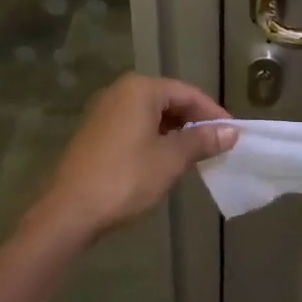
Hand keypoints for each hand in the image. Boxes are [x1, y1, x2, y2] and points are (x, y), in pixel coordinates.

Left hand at [23, 74, 235, 250]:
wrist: (68, 212)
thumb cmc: (125, 178)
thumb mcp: (170, 160)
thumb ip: (202, 141)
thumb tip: (231, 131)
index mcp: (140, 89)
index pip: (187, 93)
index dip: (213, 113)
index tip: (232, 134)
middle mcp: (120, 92)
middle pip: (168, 99)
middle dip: (194, 121)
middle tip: (216, 144)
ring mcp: (104, 111)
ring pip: (150, 114)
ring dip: (175, 131)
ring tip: (195, 154)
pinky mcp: (95, 132)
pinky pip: (134, 125)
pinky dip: (154, 137)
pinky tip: (165, 159)